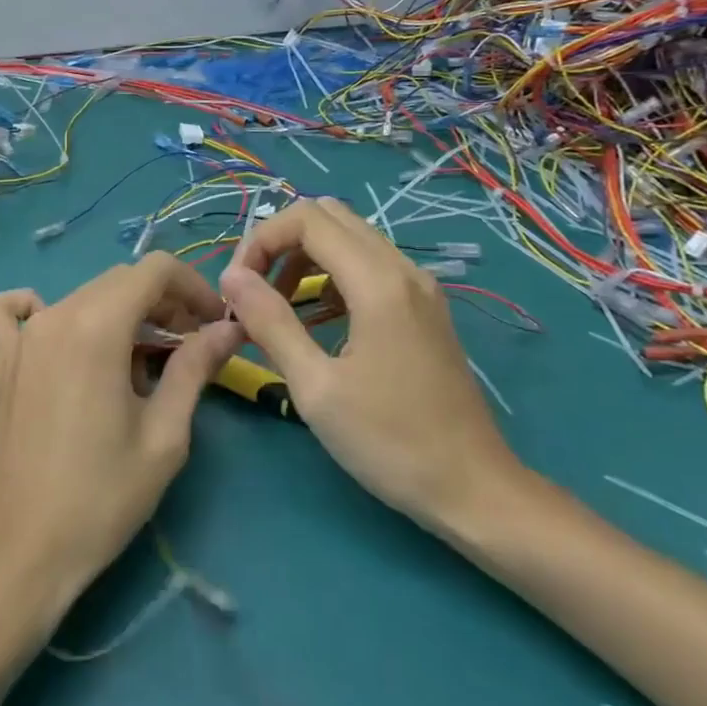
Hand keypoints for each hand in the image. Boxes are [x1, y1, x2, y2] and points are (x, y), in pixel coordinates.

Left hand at [0, 254, 241, 609]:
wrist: (19, 553)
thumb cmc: (101, 498)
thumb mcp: (164, 435)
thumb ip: (195, 368)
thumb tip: (227, 329)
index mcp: (97, 325)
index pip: (154, 269)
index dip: (192, 287)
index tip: (212, 324)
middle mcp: (55, 315)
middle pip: (119, 280)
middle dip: (162, 301)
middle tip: (188, 346)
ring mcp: (21, 336)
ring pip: (81, 295)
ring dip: (119, 311)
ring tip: (140, 358)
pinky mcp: (0, 361)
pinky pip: (12, 311)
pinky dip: (40, 309)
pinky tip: (59, 339)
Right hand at [218, 197, 522, 535]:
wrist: (474, 489)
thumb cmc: (390, 443)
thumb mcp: (316, 388)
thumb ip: (270, 323)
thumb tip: (231, 278)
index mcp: (378, 282)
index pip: (306, 219)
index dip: (260, 240)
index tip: (236, 287)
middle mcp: (402, 269)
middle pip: (328, 216)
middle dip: (280, 241)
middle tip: (253, 289)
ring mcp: (418, 286)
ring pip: (349, 238)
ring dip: (304, 257)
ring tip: (275, 306)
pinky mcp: (423, 306)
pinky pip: (368, 265)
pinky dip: (331, 275)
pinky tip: (315, 319)